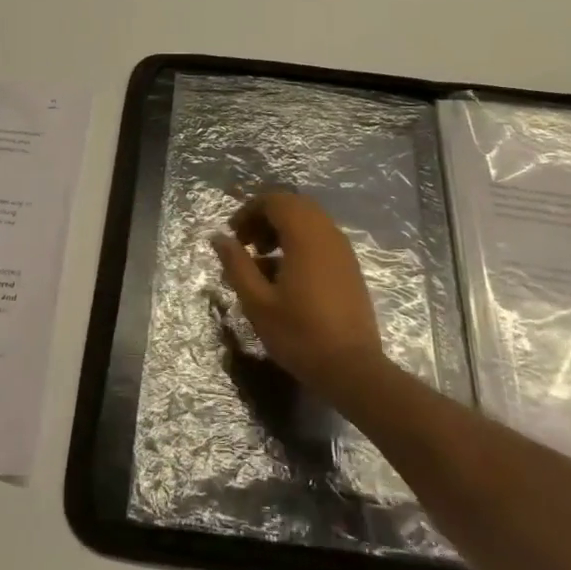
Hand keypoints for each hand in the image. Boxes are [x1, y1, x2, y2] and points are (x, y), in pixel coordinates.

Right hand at [210, 191, 387, 401]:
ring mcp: (343, 251)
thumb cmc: (299, 335)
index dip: (249, 211)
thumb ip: (236, 264)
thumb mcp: (257, 302)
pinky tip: (285, 275)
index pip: (275, 200)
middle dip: (266, 217)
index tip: (233, 235)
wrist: (352, 369)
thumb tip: (218, 237)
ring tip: (262, 259)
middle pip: (294, 205)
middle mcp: (328, 234)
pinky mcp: (350, 267)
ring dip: (283, 230)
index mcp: (305, 236)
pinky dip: (300, 243)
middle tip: (246, 243)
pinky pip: (321, 239)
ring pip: (310, 221)